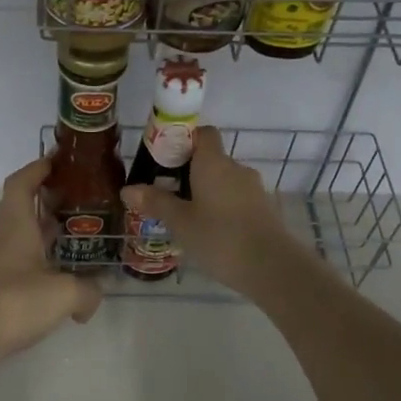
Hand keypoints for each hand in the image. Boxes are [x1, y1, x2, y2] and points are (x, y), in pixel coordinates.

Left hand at [0, 157, 101, 387]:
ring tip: (80, 238)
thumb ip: (87, 291)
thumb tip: (95, 295)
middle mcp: (3, 239)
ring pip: (24, 239)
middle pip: (24, 208)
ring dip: (47, 235)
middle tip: (82, 200)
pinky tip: (64, 282)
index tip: (59, 160)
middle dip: (50, 200)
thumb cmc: (12, 302)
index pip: (21, 182)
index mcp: (15, 225)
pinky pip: (23, 267)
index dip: (38, 167)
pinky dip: (43, 266)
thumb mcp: (63, 294)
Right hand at [120, 126, 303, 297]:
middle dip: (190, 173)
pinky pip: (237, 199)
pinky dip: (223, 208)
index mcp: (213, 163)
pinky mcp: (264, 209)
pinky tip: (211, 233)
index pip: (203, 133)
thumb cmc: (220, 237)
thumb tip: (128, 189)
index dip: (184, 140)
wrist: (272, 267)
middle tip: (168, 196)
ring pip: (225, 182)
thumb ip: (155, 202)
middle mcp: (236, 168)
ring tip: (187, 218)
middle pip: (211, 159)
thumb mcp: (180, 222)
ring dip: (207, 193)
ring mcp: (254, 188)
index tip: (165, 160)